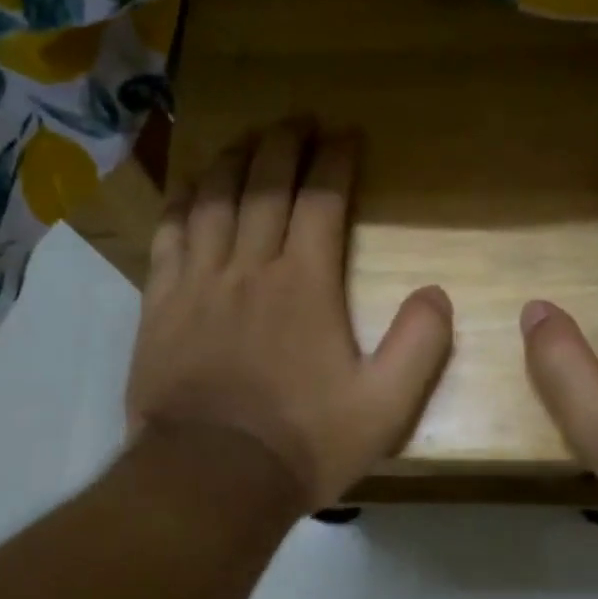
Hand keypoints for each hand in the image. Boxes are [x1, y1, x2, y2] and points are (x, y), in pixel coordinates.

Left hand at [125, 121, 453, 512]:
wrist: (210, 479)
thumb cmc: (302, 443)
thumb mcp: (384, 408)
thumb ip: (419, 346)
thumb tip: (436, 292)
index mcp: (305, 283)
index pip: (322, 199)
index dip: (335, 159)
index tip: (345, 133)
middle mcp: (251, 266)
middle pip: (265, 185)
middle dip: (284, 144)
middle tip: (298, 119)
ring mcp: (199, 282)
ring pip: (214, 200)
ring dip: (232, 161)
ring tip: (247, 138)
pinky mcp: (161, 305)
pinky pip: (169, 237)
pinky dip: (181, 204)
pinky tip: (189, 189)